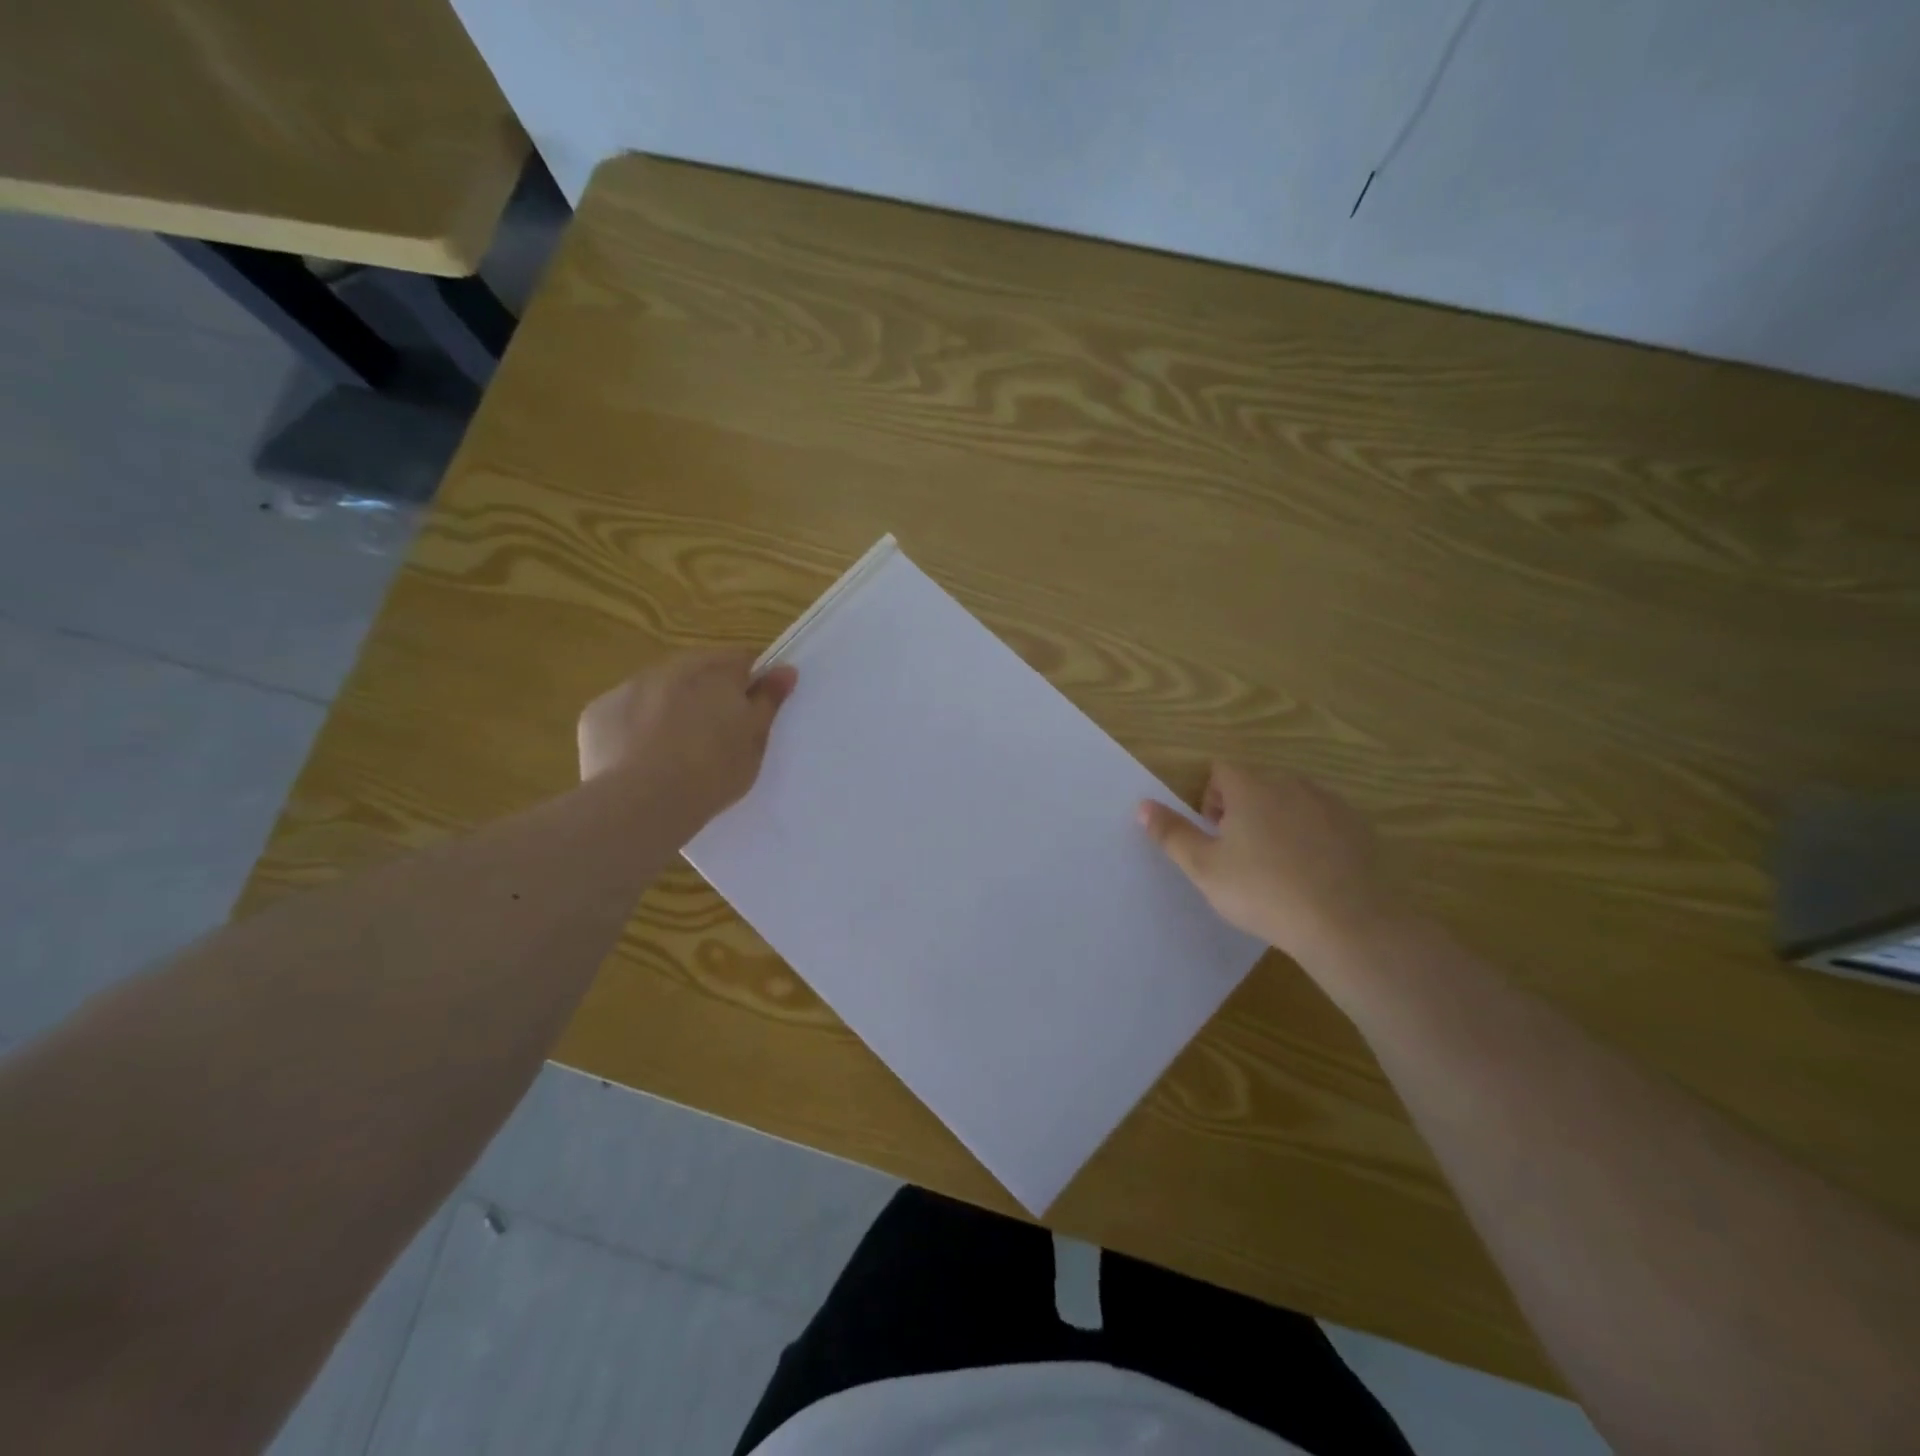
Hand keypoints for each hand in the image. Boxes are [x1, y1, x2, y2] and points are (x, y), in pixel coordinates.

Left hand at [578, 650, 796, 824]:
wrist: (641, 804)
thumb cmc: (711, 772)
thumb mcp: (754, 741)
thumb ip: (768, 701)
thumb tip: (785, 670)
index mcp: (716, 672)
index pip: (742, 661)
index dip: (749, 685)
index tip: (750, 713)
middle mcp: (671, 668)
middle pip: (697, 672)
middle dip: (707, 694)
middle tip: (714, 737)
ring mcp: (628, 688)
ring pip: (658, 691)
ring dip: (669, 709)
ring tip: (674, 753)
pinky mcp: (597, 713)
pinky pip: (625, 714)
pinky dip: (634, 728)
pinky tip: (640, 760)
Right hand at [1139, 762, 1408, 965]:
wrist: (1346, 923)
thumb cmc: (1262, 891)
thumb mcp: (1204, 868)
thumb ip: (1171, 833)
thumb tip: (1143, 805)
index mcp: (1250, 787)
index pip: (1221, 771)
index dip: (1211, 799)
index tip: (1214, 835)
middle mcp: (1291, 784)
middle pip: (1256, 783)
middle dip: (1242, 809)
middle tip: (1239, 854)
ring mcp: (1329, 804)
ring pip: (1291, 801)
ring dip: (1277, 820)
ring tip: (1276, 865)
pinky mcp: (1359, 828)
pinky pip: (1323, 821)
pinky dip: (1311, 836)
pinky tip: (1311, 874)